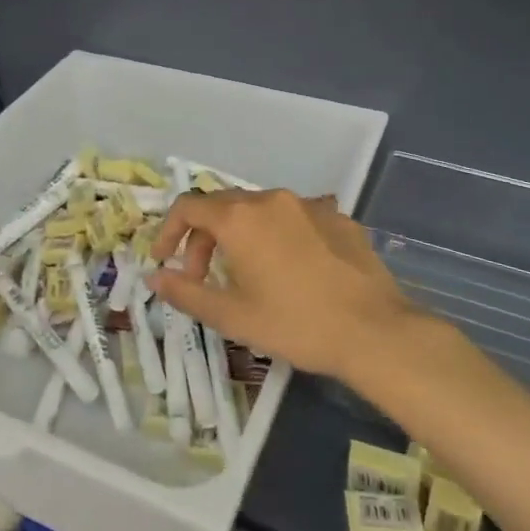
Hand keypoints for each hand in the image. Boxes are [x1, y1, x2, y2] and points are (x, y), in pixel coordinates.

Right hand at [146, 188, 414, 381]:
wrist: (375, 331)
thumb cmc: (295, 324)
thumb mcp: (232, 316)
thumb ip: (186, 292)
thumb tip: (154, 278)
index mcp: (239, 218)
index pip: (188, 207)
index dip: (168, 231)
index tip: (164, 261)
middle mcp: (271, 199)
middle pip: (223, 206)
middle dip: (204, 239)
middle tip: (203, 278)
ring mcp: (308, 205)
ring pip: (260, 210)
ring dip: (241, 236)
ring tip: (248, 274)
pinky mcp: (338, 217)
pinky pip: (295, 218)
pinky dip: (279, 237)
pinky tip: (293, 270)